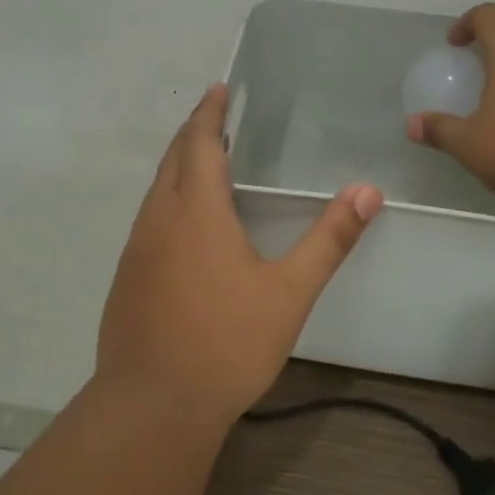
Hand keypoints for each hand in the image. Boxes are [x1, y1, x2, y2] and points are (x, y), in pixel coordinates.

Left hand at [97, 84, 383, 426]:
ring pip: (156, 191)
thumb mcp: (289, 293)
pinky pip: (148, 220)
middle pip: (173, 160)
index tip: (217, 90)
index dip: (209, 114)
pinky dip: (168, 200)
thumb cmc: (226, 343)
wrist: (152, 405)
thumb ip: (329, 240)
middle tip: (215, 118)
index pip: (200, 144)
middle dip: (193, 133)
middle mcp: (158, 220)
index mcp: (195, 212)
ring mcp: (136, 250)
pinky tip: (185, 226)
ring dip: (178, 167)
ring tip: (204, 163)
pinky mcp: (126, 278)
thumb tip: (368, 191)